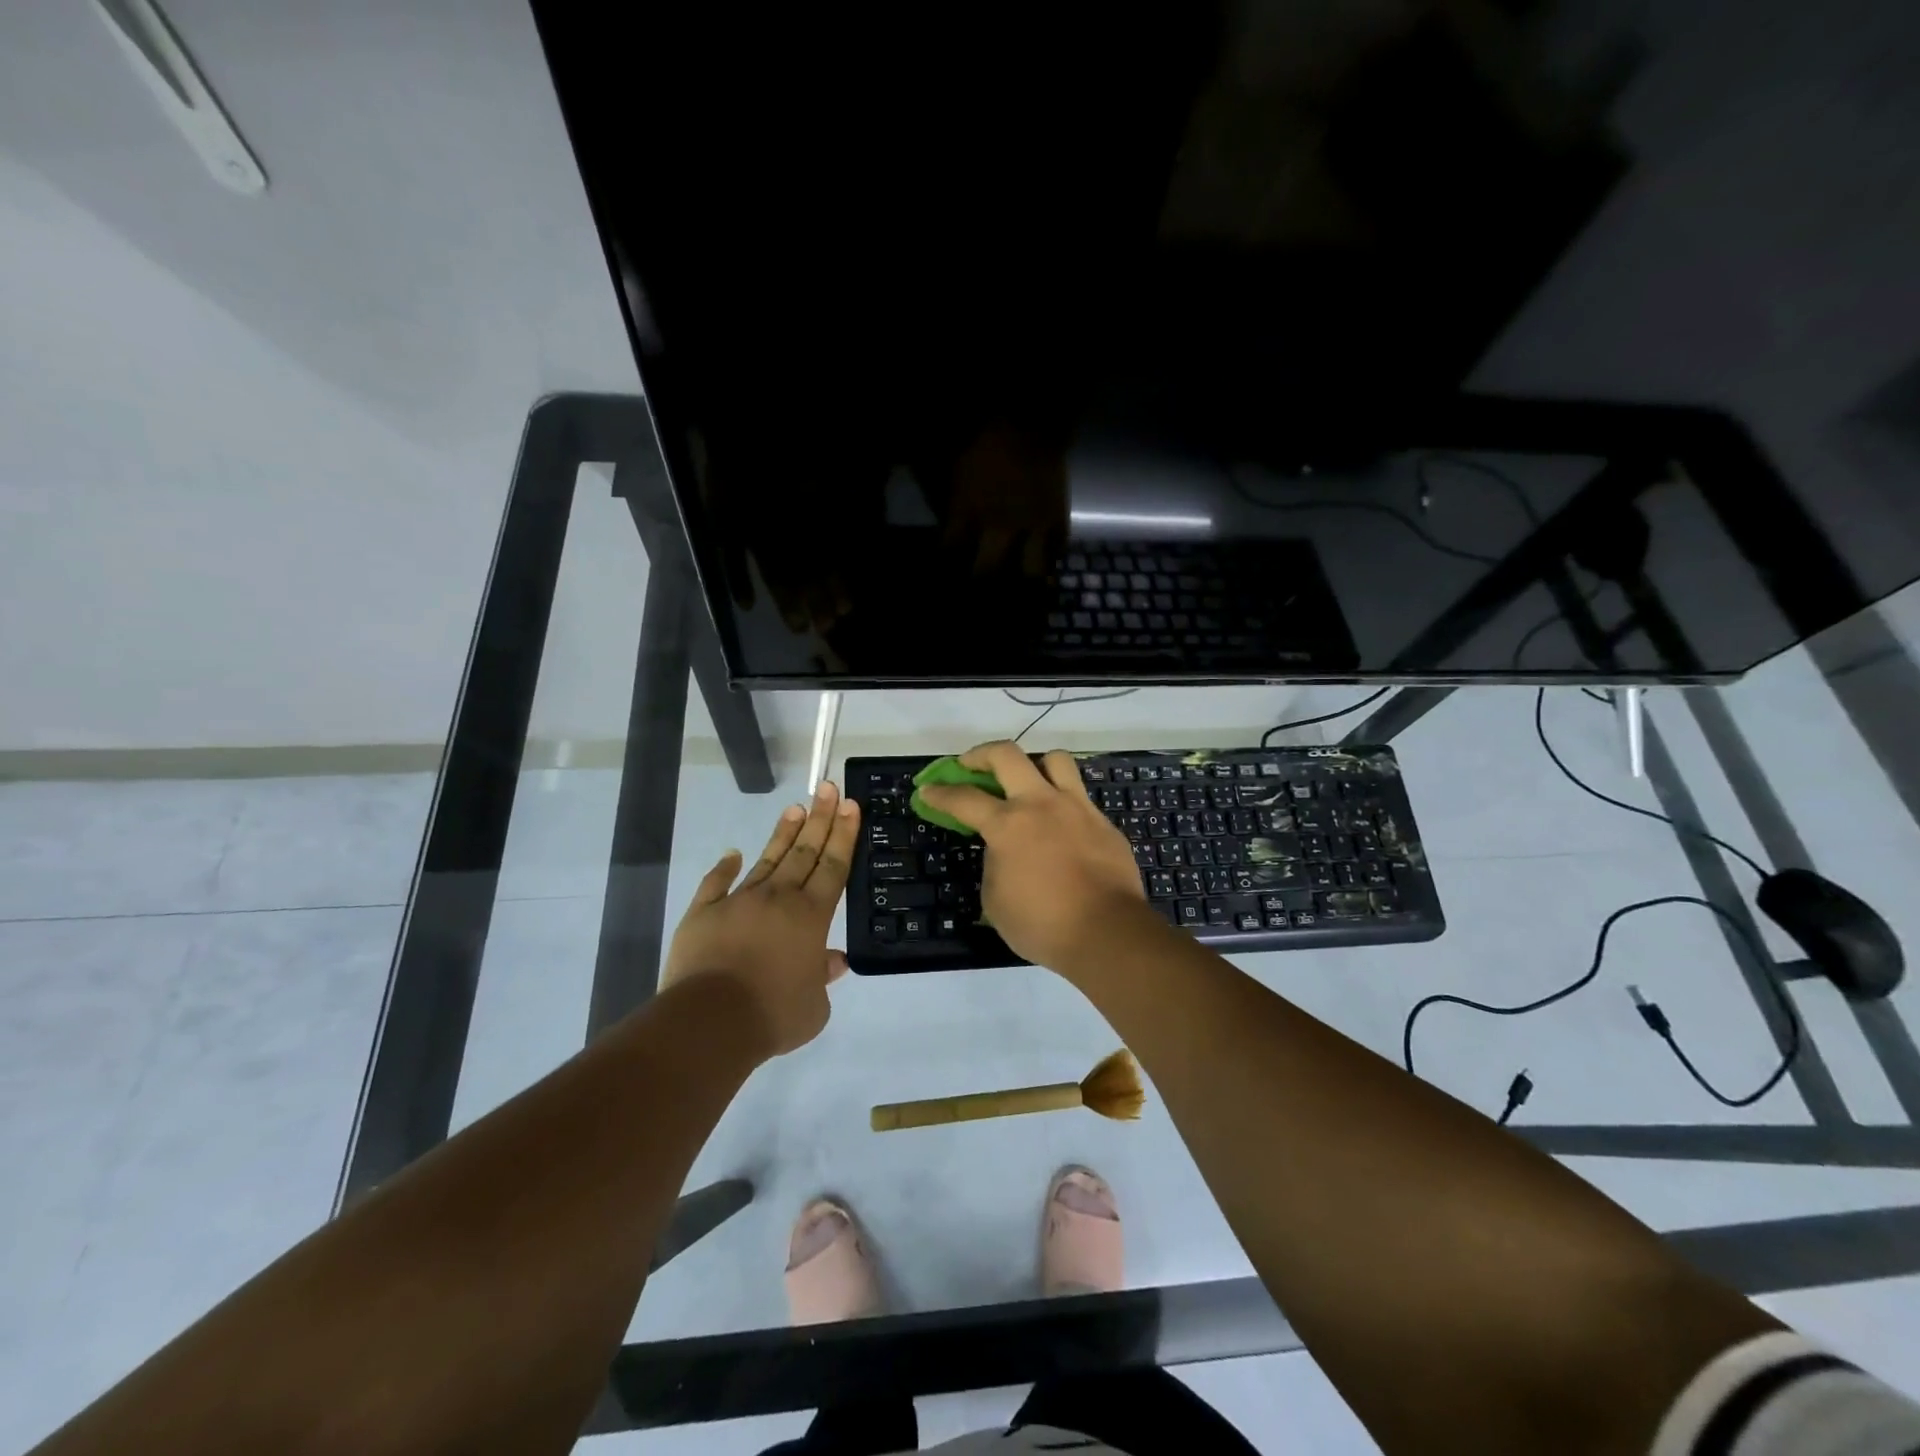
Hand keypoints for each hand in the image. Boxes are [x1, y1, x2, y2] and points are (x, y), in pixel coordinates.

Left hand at [660, 781, 859, 1055]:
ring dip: (783, 833)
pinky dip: (724, 867)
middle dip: (820, 818)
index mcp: (811, 916)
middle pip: (805, 852)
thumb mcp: (814, 1007)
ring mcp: (739, 901)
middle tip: (829, 788)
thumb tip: (834, 961)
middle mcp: (779, 898)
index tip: (850, 805)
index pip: (834, 866)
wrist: (710, 1021)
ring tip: (796, 807)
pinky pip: (716, 883)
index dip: (844, 835)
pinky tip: (733, 853)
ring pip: (767, 859)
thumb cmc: (772, 1015)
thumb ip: (824, 978)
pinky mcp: (703, 913)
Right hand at [914, 741, 1161, 979]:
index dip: (940, 793)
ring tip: (1026, 781)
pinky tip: (1059, 823)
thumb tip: (1002, 850)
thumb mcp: (996, 900)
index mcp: (1008, 825)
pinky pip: (1079, 795)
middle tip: (970, 765)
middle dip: (980, 754)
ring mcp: (1076, 807)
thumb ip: (994, 865)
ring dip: (1033, 764)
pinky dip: (1062, 800)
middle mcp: (1040, 804)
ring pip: (1054, 759)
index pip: (964, 799)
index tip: (928, 790)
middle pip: (1007, 755)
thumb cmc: (1043, 924)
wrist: (1107, 932)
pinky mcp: (1102, 821)